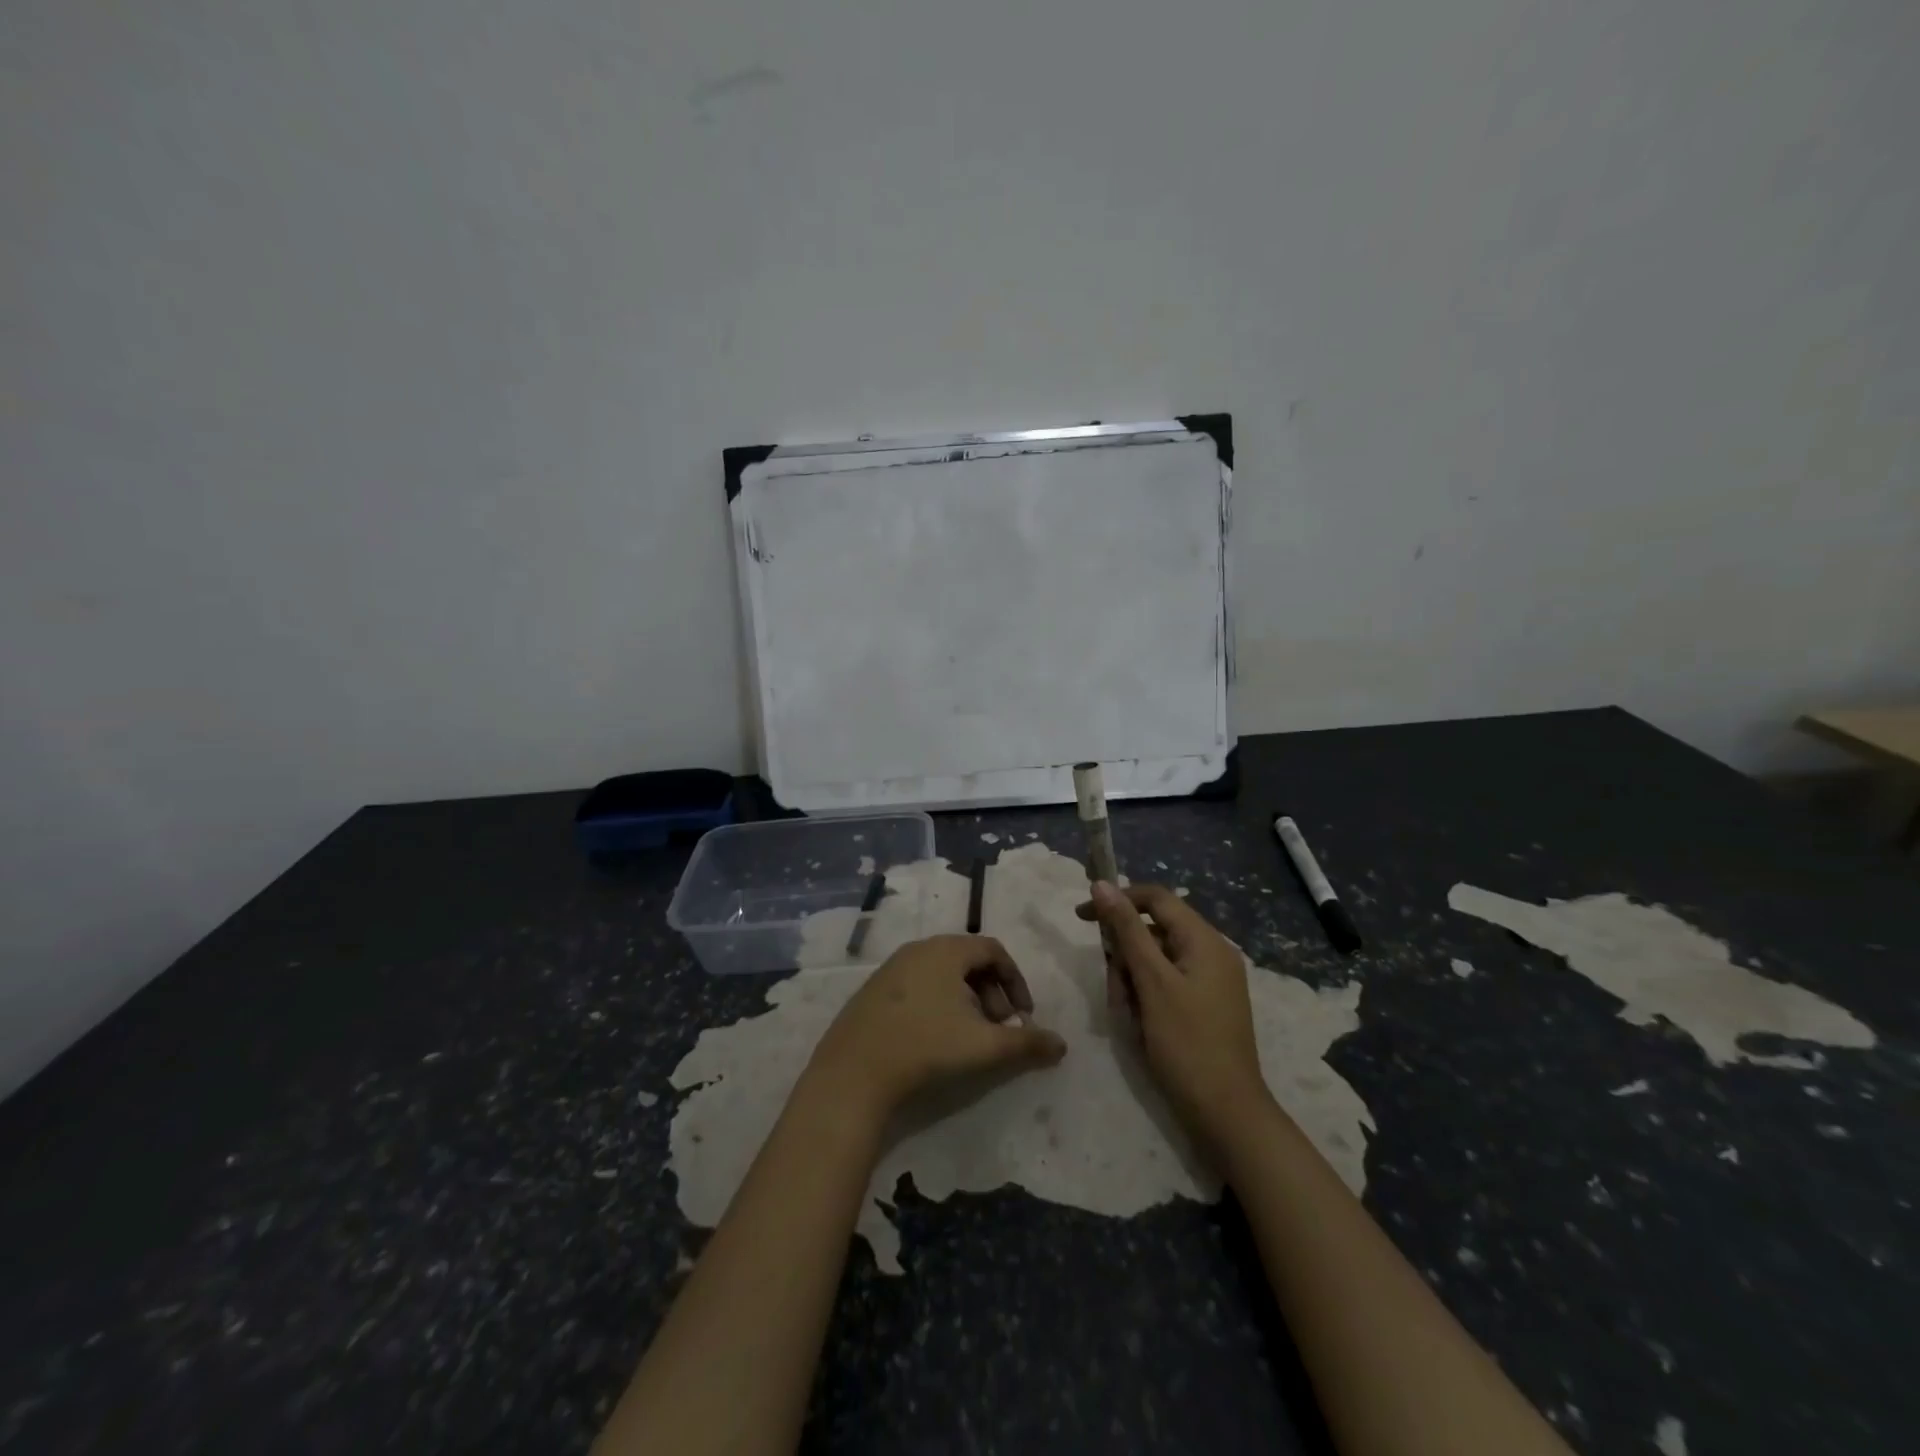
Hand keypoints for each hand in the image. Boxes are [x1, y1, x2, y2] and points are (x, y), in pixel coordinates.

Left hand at [806, 935, 1066, 1121]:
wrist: (853, 1072)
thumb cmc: (926, 1047)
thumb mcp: (985, 1046)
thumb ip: (1027, 1043)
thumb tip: (1062, 1044)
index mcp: (946, 950)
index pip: (993, 950)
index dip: (1016, 981)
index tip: (1024, 1015)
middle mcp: (918, 949)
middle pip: (968, 960)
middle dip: (992, 993)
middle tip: (999, 1027)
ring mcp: (891, 968)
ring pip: (942, 974)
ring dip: (966, 999)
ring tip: (970, 1036)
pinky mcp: (873, 990)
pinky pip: (918, 985)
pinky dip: (938, 1003)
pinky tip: (935, 1038)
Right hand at [1078, 882, 1268, 1145]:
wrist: (1226, 1114)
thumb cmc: (1187, 1044)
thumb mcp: (1152, 982)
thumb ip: (1127, 930)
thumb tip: (1102, 884)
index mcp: (1205, 940)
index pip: (1155, 898)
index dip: (1117, 901)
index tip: (1082, 918)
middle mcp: (1211, 953)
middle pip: (1153, 931)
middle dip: (1125, 956)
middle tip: (1118, 992)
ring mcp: (1210, 981)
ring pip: (1155, 961)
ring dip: (1132, 981)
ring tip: (1131, 1017)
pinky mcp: (1204, 1005)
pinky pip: (1165, 984)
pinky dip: (1146, 998)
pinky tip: (1141, 1026)